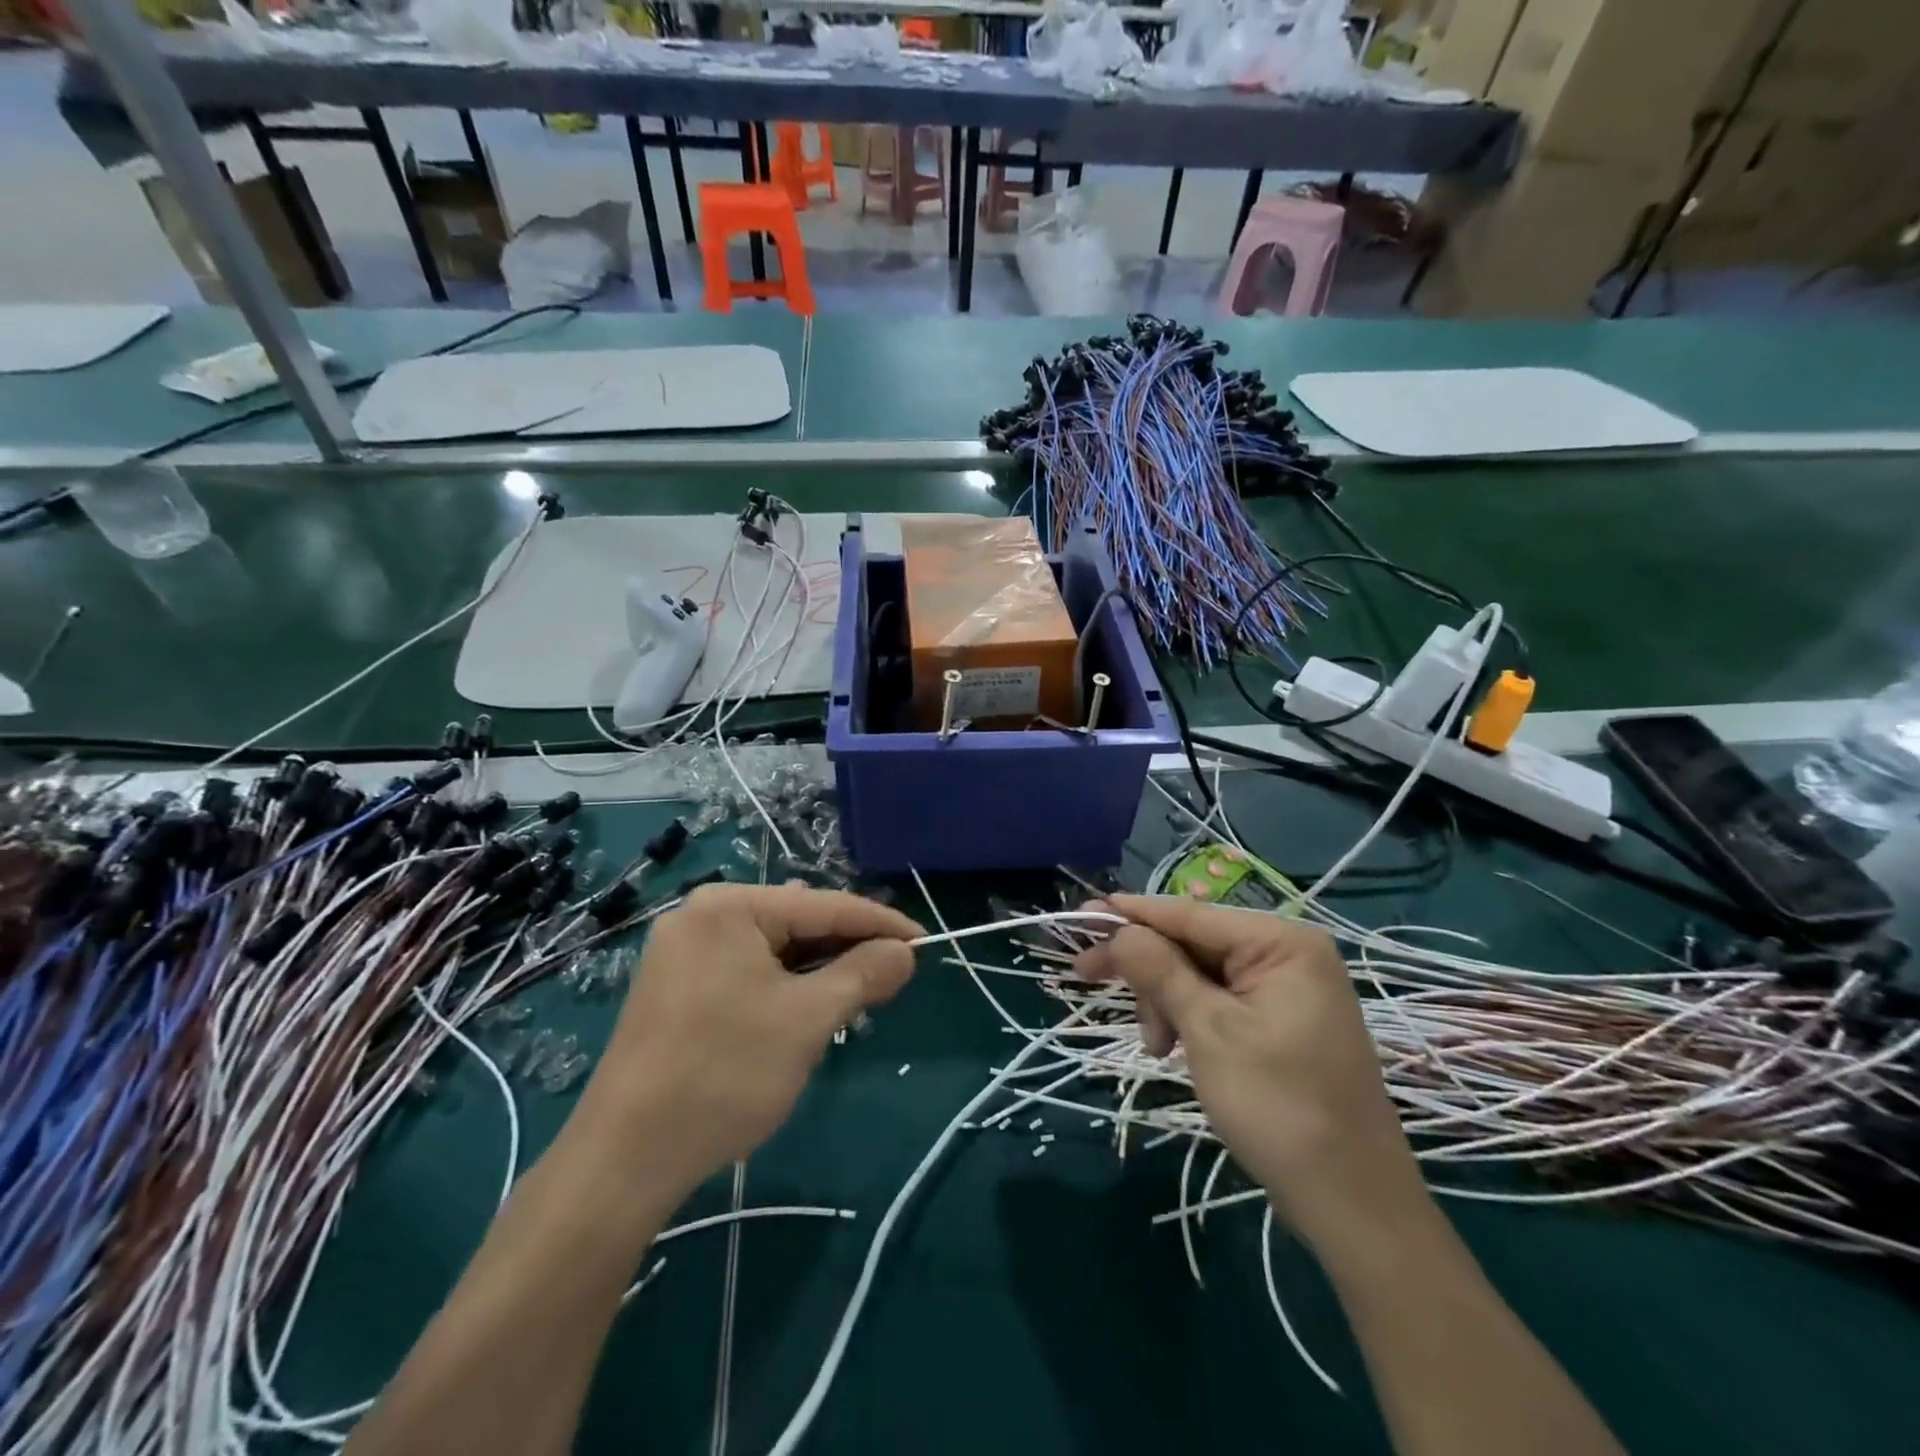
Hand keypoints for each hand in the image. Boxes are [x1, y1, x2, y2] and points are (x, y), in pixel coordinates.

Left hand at [573, 883, 921, 1190]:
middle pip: (796, 923)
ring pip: (773, 951)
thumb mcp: (808, 1019)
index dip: (880, 923)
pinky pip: (747, 972)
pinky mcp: (676, 989)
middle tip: (894, 975)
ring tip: (858, 995)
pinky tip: (807, 1011)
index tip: (924, 941)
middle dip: (846, 949)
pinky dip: (784, 987)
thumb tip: (905, 952)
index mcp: (728, 906)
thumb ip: (863, 974)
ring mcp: (682, 953)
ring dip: (817, 971)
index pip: (824, 906)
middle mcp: (701, 916)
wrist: (623, 1161)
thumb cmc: (724, 1073)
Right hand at [1074, 894, 1425, 1250]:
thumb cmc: (1280, 1108)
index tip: (1080, 915)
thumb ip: (1160, 970)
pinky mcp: (1282, 1020)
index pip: (1188, 914)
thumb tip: (1118, 929)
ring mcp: (1288, 988)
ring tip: (1155, 1047)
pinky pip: (1220, 999)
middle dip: (1147, 969)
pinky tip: (1172, 1048)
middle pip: (1192, 942)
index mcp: (1281, 942)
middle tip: (1087, 978)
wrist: (1354, 1204)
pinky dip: (1189, 1018)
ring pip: (1200, 972)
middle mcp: (1288, 953)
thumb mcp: (1209, 1032)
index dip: (1130, 914)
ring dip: (1165, 1001)